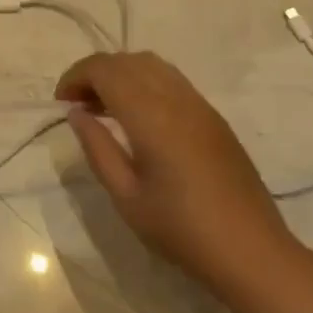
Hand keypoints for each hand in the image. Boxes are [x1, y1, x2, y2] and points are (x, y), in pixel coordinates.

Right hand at [57, 51, 299, 291]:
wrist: (252, 252)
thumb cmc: (182, 230)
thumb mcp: (126, 197)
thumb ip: (98, 148)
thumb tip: (77, 113)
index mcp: (151, 116)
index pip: (105, 70)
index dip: (76, 76)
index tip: (60, 101)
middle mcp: (176, 98)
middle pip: (127, 61)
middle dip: (95, 72)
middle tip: (77, 104)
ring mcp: (199, 105)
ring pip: (151, 64)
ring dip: (121, 74)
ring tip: (103, 106)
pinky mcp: (213, 117)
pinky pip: (171, 80)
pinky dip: (144, 82)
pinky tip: (137, 115)